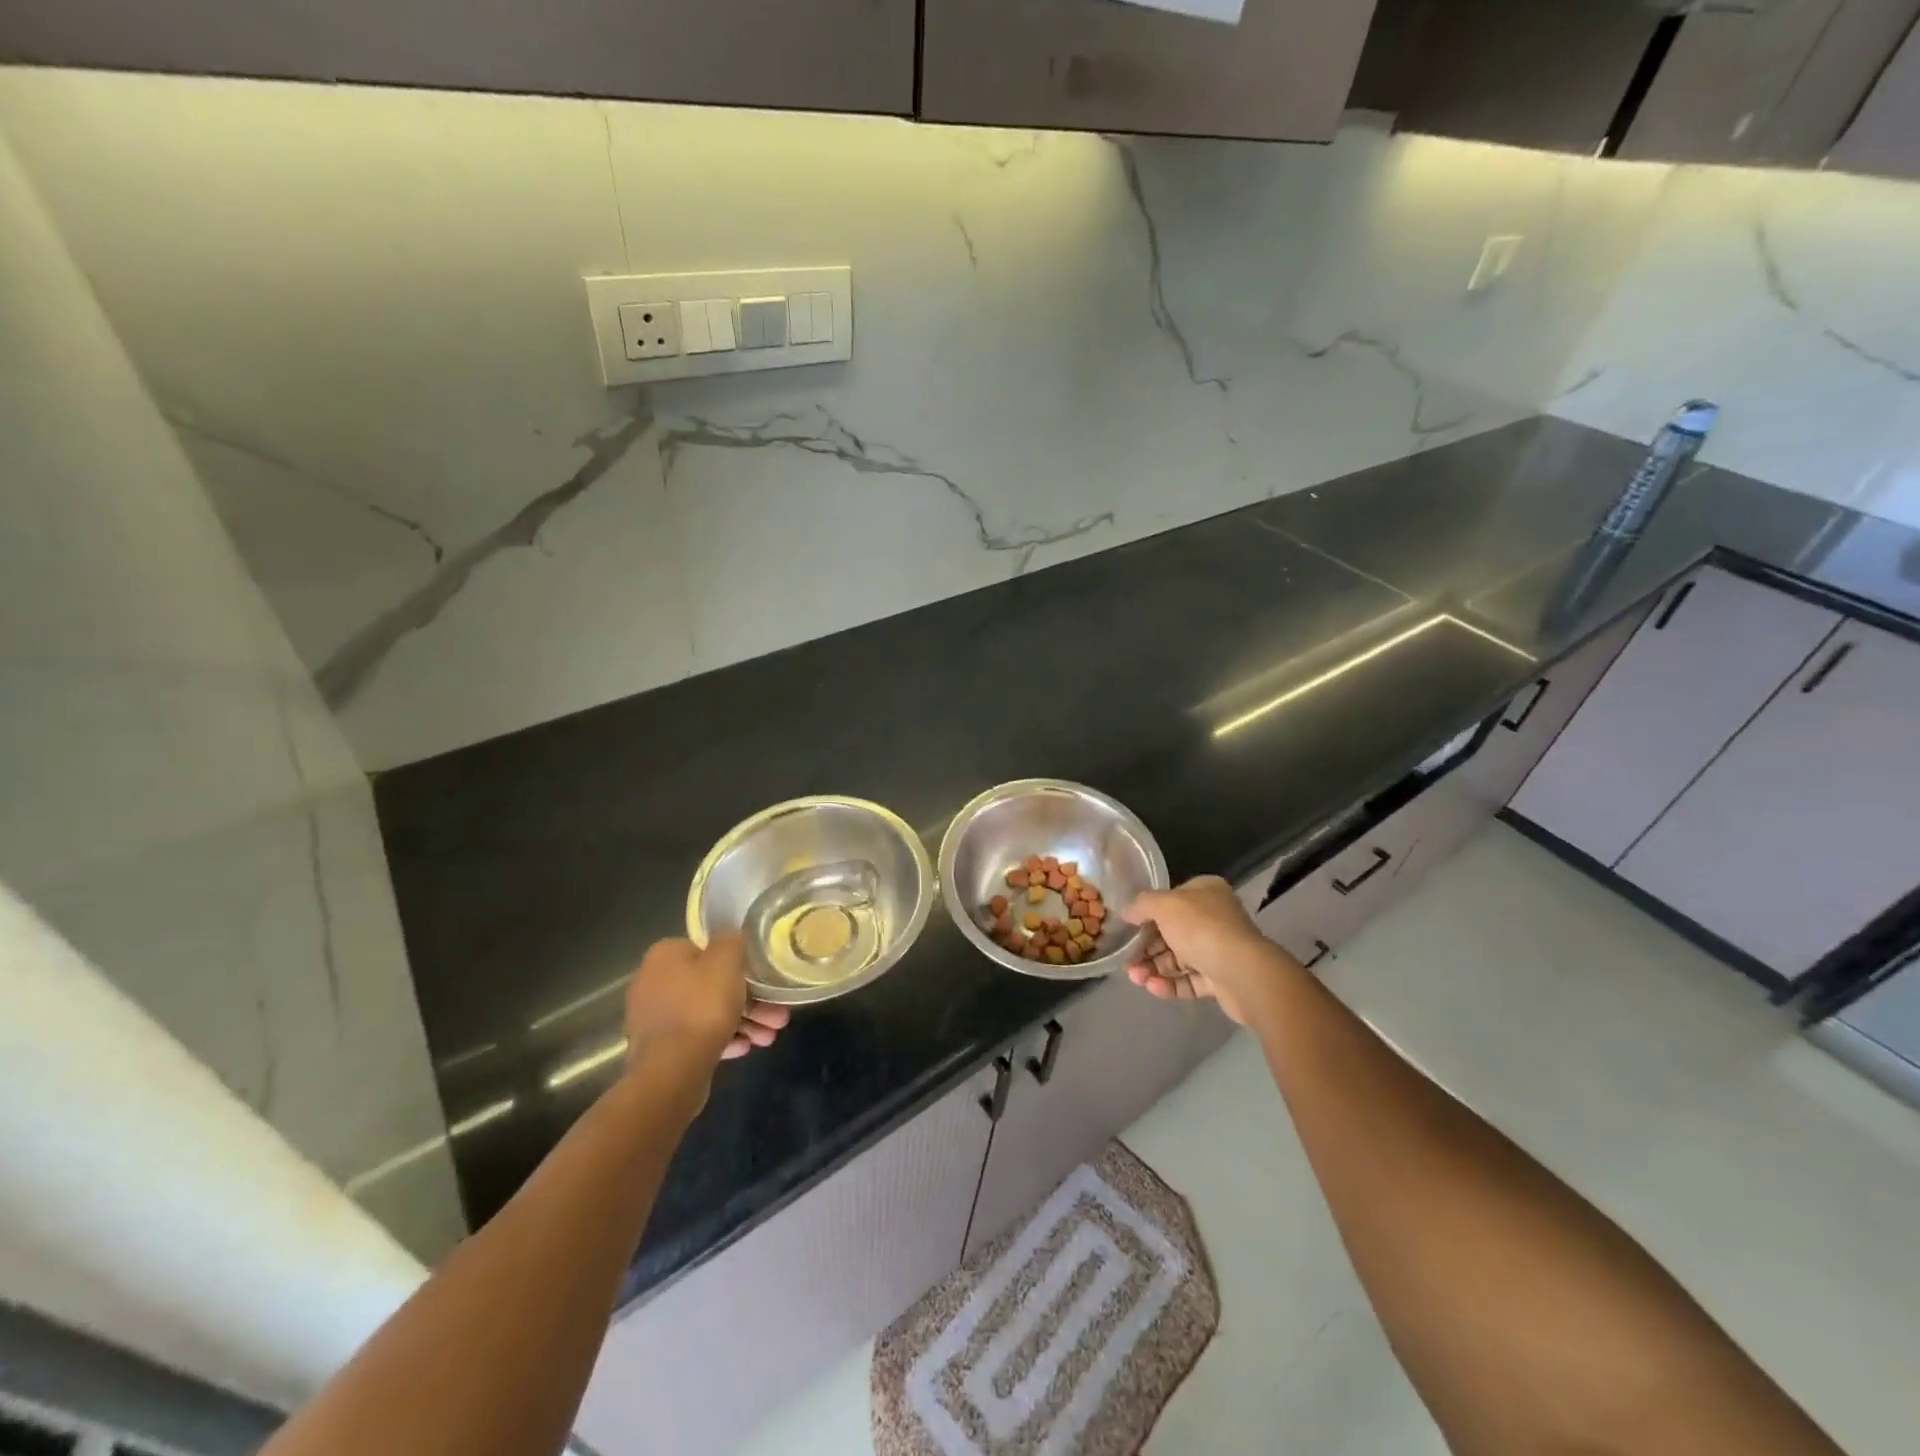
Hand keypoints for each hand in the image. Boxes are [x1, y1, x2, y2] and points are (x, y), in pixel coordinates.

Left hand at [623, 934, 790, 1071]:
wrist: (671, 1071)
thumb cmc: (702, 1006)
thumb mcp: (728, 960)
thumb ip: (732, 940)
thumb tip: (731, 938)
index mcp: (665, 956)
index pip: (706, 949)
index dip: (737, 963)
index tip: (761, 978)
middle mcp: (653, 982)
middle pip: (710, 985)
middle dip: (748, 1000)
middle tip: (776, 1015)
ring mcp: (654, 1019)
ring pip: (706, 1013)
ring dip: (741, 1022)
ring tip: (768, 1037)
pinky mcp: (659, 1049)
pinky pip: (696, 1036)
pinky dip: (721, 1038)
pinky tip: (744, 1048)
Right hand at [1122, 875, 1296, 1026]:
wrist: (1244, 973)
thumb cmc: (1201, 928)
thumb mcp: (1164, 905)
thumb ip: (1141, 905)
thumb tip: (1127, 912)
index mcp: (1206, 893)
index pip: (1171, 899)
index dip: (1147, 913)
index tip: (1127, 927)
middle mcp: (1214, 918)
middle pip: (1172, 931)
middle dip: (1146, 947)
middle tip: (1126, 961)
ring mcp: (1219, 949)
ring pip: (1179, 958)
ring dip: (1154, 968)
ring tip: (1135, 978)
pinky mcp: (1221, 980)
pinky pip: (1190, 980)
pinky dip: (1170, 984)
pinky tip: (1153, 988)